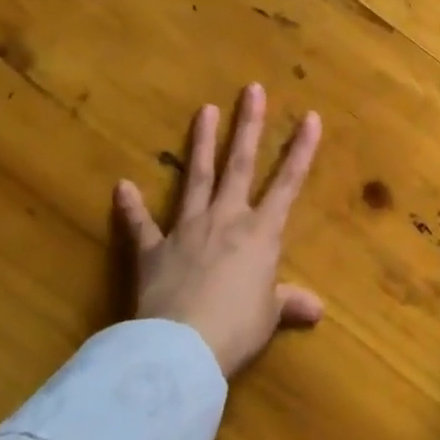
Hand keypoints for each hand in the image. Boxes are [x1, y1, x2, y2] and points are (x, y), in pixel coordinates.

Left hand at [113, 84, 323, 378]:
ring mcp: (187, 230)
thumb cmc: (236, 329)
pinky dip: (131, 207)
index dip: (302, 150)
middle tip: (251, 90)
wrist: (181, 348)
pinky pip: (141, 226)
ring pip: (196, 178)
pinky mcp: (153, 250)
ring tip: (205, 110)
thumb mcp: (269, 317)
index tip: (311, 117)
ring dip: (201, 144)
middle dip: (248, 126)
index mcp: (261, 233)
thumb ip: (290, 304)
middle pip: (239, 165)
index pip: (288, 183)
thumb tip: (318, 310)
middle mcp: (226, 220)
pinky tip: (121, 186)